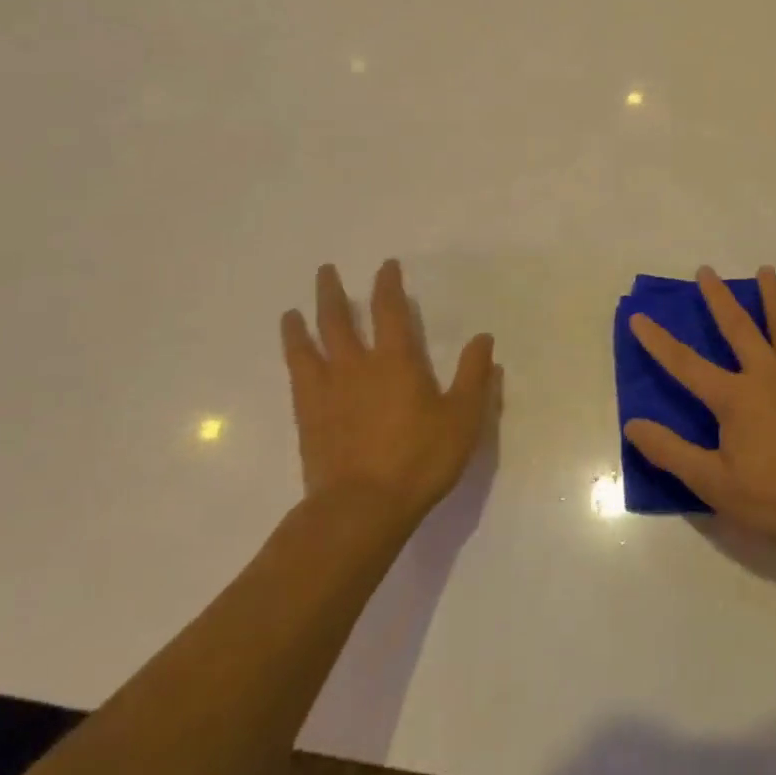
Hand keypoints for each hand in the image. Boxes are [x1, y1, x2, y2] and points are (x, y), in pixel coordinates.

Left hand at [279, 259, 497, 524]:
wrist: (361, 507)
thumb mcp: (462, 418)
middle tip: (326, 271)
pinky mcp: (307, 419)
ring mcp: (326, 392)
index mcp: (396, 361)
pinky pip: (296, 379)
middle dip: (333, 293)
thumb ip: (473, 376)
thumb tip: (483, 338)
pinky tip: (293, 361)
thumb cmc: (419, 459)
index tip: (385, 267)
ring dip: (300, 325)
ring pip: (307, 347)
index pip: (390, 311)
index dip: (388, 285)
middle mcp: (356, 367)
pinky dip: (292, 361)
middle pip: (338, 320)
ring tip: (291, 312)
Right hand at [624, 266, 775, 551]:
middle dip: (718, 298)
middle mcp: (766, 375)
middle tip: (706, 270)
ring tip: (765, 270)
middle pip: (738, 328)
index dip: (658, 342)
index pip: (685, 364)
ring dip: (772, 296)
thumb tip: (633, 425)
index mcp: (734, 398)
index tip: (639, 317)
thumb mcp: (714, 483)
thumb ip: (671, 452)